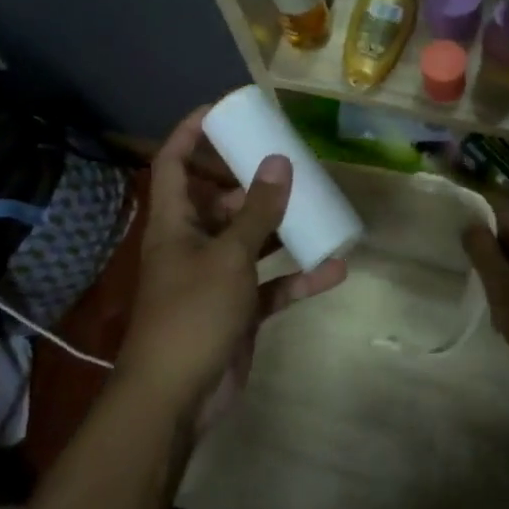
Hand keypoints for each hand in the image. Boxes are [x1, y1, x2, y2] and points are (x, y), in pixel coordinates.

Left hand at [120, 106, 347, 431]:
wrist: (176, 398)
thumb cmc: (192, 313)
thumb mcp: (229, 256)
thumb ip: (257, 211)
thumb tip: (279, 162)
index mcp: (176, 223)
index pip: (174, 164)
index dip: (190, 133)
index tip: (222, 111)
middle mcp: (194, 244)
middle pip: (221, 200)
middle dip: (252, 181)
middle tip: (288, 161)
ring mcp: (217, 278)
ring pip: (252, 241)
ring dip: (282, 228)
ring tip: (317, 204)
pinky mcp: (238, 309)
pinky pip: (272, 284)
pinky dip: (298, 278)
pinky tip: (335, 269)